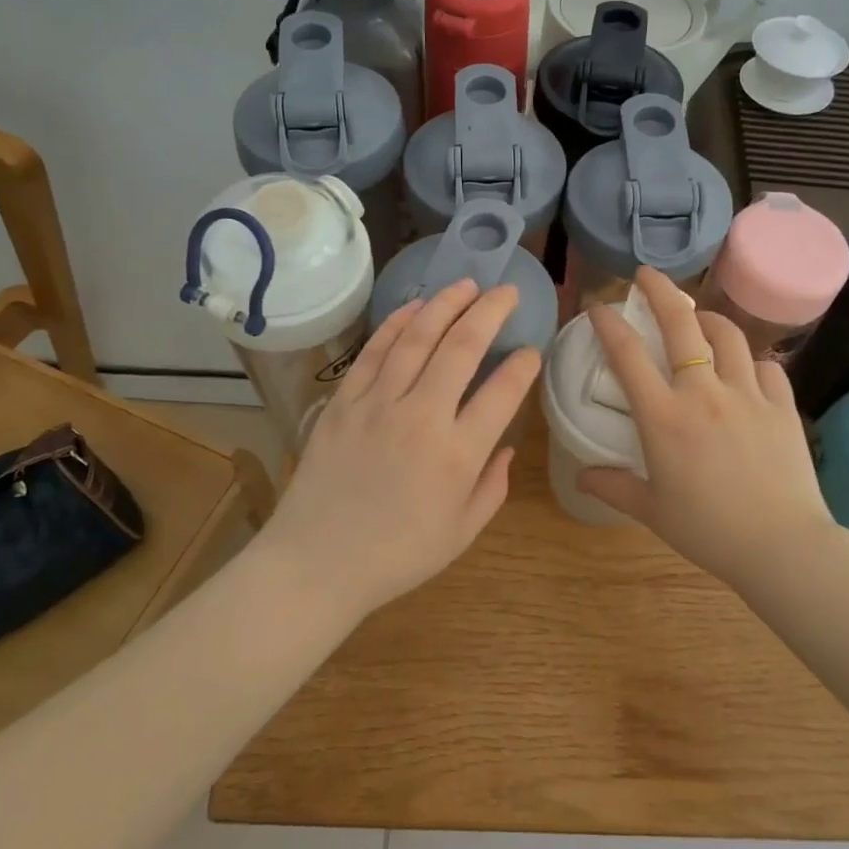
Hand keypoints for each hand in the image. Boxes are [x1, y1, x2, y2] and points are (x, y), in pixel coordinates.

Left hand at [258, 278, 541, 619]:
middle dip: (490, 312)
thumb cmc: (397, 555)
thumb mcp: (461, 533)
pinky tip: (416, 306)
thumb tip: (507, 448)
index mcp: (458, 454)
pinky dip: (397, 323)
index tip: (531, 351)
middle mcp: (422, 417)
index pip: (502, 392)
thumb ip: (493, 487)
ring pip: (417, 338)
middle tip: (506, 292)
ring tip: (466, 285)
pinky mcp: (344, 401)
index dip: (523, 365)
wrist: (317, 563)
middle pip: (462, 347)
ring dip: (446, 305)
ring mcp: (378, 404)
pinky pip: (374, 351)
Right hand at [578, 268, 836, 592]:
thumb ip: (613, 486)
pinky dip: (750, 362)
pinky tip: (745, 371)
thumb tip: (581, 476)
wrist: (782, 546)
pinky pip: (765, 366)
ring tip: (697, 318)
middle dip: (658, 290)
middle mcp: (703, 392)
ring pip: (726, 334)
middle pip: (679, 322)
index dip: (608, 323)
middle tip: (645, 274)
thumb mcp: (652, 511)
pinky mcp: (781, 404)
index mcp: (664, 416)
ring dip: (706, 318)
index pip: (627, 354)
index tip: (598, 306)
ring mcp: (747, 393)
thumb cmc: (708, 530)